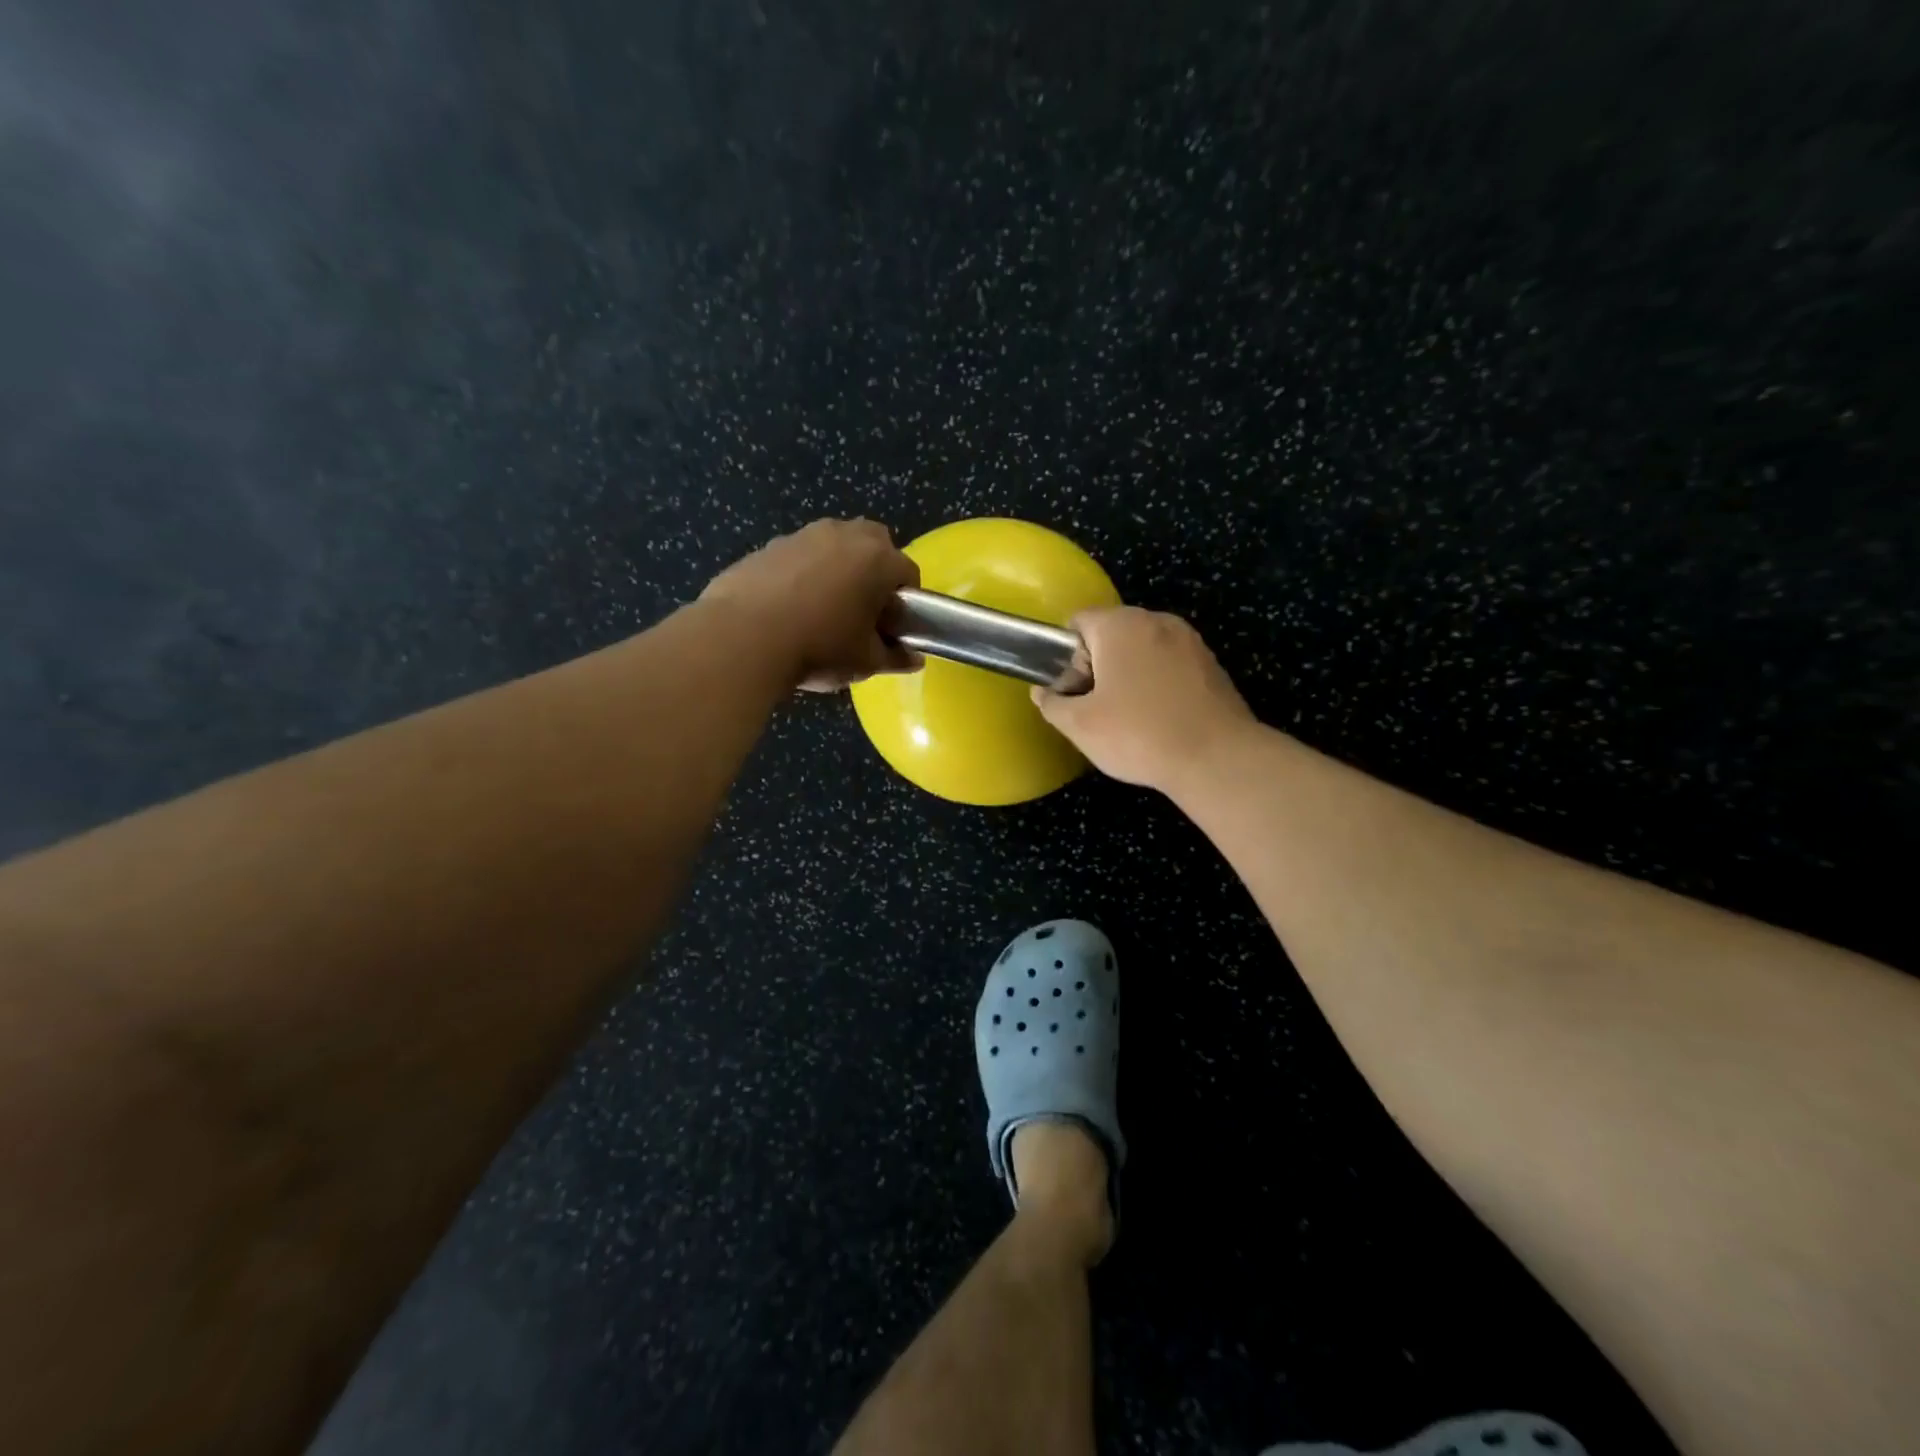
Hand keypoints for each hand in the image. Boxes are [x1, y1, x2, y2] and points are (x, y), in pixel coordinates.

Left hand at [703, 518, 921, 690]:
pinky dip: (800, 576)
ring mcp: (802, 536)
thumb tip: (912, 659)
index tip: (893, 627)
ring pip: (833, 547)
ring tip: (821, 611)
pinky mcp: (767, 547)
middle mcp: (843, 535)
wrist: (743, 639)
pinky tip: (787, 610)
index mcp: (877, 559)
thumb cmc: (819, 648)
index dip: (906, 602)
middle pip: (873, 544)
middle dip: (874, 571)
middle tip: (862, 610)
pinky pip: (797, 558)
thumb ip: (894, 657)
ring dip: (836, 569)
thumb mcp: (865, 661)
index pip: (908, 572)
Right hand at [1032, 607, 1254, 789]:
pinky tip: (1160, 720)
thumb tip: (1043, 693)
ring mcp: (1190, 641)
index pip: (1078, 621)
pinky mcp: (1212, 665)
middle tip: (1096, 708)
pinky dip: (1158, 685)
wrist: (1216, 759)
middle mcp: (1157, 621)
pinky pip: (1170, 666)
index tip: (1072, 691)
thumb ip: (1052, 704)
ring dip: (1129, 676)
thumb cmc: (1138, 735)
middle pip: (1112, 634)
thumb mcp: (1079, 726)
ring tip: (1129, 718)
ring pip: (1143, 651)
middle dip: (1098, 665)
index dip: (1066, 656)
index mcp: (1121, 625)